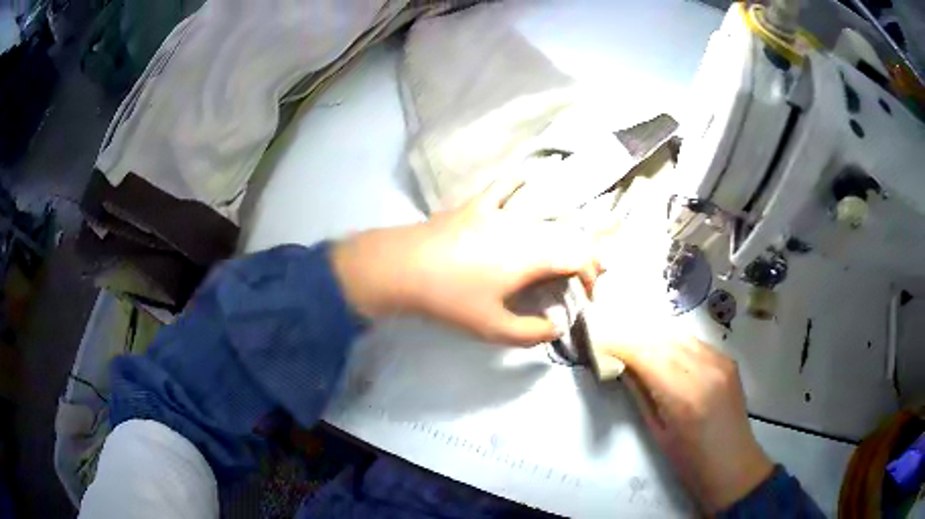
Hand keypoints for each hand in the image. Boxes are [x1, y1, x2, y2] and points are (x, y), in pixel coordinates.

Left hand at [331, 178, 602, 345]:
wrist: (403, 267)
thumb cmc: (450, 299)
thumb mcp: (493, 328)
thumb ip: (532, 333)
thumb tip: (557, 325)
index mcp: (532, 255)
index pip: (579, 257)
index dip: (592, 275)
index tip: (588, 297)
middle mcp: (524, 227)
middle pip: (567, 235)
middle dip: (582, 256)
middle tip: (580, 278)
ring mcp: (499, 212)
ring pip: (543, 215)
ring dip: (560, 231)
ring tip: (562, 247)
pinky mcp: (477, 206)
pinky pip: (504, 187)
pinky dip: (518, 184)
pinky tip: (525, 180)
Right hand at [603, 337, 773, 511]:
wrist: (733, 464)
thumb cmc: (690, 461)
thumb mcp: (658, 432)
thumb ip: (641, 395)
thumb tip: (623, 368)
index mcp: (684, 397)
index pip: (647, 356)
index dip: (621, 345)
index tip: (600, 341)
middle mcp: (705, 371)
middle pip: (663, 341)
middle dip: (635, 339)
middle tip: (614, 342)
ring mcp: (721, 362)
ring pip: (680, 337)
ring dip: (656, 339)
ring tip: (637, 346)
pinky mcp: (729, 361)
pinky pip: (696, 344)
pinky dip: (676, 345)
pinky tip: (666, 354)